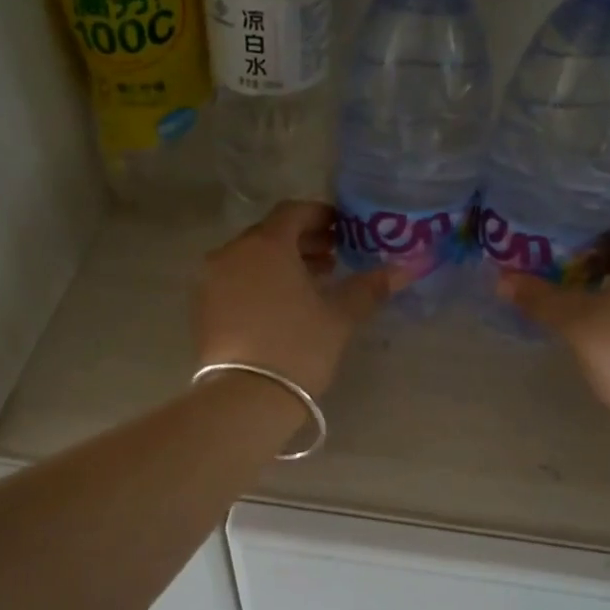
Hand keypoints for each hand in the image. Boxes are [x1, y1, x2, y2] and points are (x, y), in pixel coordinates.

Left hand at [195, 201, 392, 398]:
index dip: (321, 216)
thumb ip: (369, 287)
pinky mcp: (202, 308)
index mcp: (266, 244)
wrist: (244, 398)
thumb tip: (406, 268)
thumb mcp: (339, 317)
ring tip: (313, 284)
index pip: (294, 211)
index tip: (343, 229)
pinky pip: (235, 280)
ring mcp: (211, 280)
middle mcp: (231, 252)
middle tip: (333, 258)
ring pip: (251, 259)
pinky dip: (259, 282)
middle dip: (303, 241)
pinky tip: (282, 306)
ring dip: (281, 263)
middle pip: (270, 234)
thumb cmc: (297, 347)